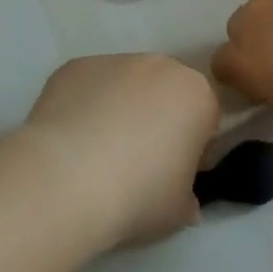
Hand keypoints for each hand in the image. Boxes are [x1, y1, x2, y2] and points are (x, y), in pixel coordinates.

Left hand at [23, 54, 218, 247]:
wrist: (67, 179)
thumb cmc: (138, 194)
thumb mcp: (179, 211)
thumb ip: (187, 197)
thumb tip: (183, 200)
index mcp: (196, 95)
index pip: (204, 118)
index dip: (192, 147)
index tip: (173, 174)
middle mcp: (160, 66)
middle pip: (165, 92)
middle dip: (156, 119)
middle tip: (136, 162)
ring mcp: (115, 60)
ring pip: (125, 85)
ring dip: (119, 109)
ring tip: (96, 153)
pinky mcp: (76, 65)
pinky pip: (88, 86)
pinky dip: (84, 106)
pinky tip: (70, 140)